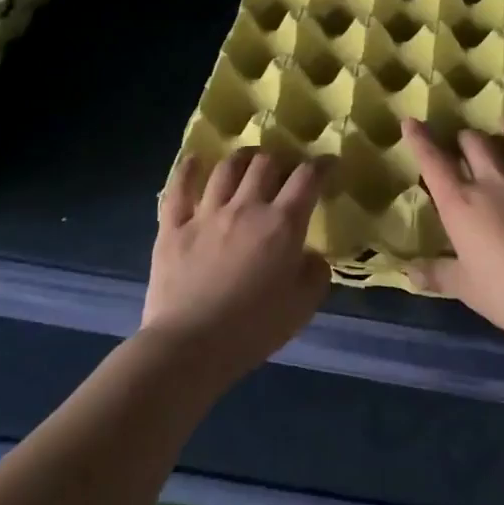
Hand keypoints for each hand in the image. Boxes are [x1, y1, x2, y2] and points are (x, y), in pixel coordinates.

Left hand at [145, 149, 330, 379]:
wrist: (190, 346)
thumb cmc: (253, 329)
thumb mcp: (303, 306)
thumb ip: (315, 273)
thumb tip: (311, 255)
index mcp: (282, 224)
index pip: (308, 178)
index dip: (322, 164)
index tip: (329, 163)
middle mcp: (246, 207)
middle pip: (265, 164)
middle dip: (279, 159)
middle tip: (283, 169)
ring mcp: (206, 213)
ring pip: (226, 169)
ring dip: (241, 158)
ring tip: (247, 160)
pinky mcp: (173, 226)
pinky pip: (180, 188)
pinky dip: (189, 169)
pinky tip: (196, 159)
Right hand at [402, 116, 503, 346]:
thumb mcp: (464, 287)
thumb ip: (436, 274)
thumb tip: (409, 273)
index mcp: (460, 202)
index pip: (433, 161)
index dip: (420, 139)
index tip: (411, 122)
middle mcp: (493, 180)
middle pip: (474, 141)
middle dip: (466, 138)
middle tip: (466, 144)